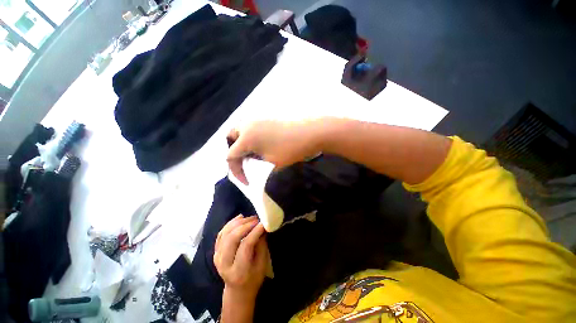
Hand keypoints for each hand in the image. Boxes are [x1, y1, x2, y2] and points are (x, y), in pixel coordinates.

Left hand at [214, 215, 268, 300]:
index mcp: (238, 271)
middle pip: (232, 238)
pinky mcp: (215, 252)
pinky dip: (230, 223)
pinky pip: (221, 233)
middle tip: (256, 219)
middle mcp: (224, 264)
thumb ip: (261, 244)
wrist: (237, 290)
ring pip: (225, 233)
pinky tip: (240, 218)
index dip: (255, 231)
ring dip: (238, 222)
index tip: (263, 222)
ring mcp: (217, 257)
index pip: (245, 245)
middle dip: (245, 225)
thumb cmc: (253, 278)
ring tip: (250, 218)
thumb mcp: (262, 265)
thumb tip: (262, 226)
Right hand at [227, 120, 322, 183]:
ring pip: (241, 131)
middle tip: (244, 163)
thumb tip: (251, 164)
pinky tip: (261, 147)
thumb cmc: (289, 149)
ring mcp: (258, 120)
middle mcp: (248, 125)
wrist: (309, 133)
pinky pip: (251, 129)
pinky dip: (251, 138)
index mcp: (246, 137)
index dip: (235, 171)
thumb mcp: (270, 162)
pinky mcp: (266, 119)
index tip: (246, 181)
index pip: (231, 155)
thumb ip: (256, 164)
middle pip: (231, 138)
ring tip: (252, 156)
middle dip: (235, 152)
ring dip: (242, 144)